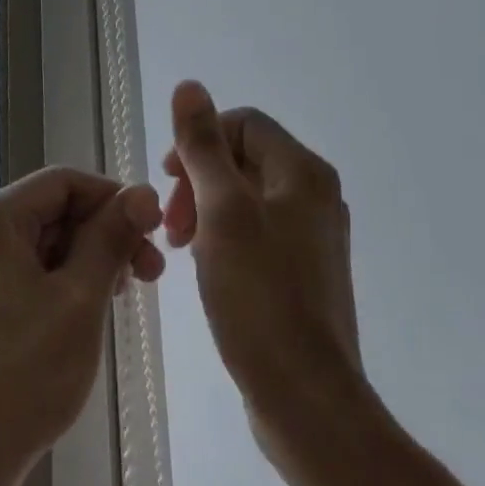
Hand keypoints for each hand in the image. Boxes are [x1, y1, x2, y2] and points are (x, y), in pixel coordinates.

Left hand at [0, 166, 164, 485]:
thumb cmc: (21, 374)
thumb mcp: (79, 299)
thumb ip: (111, 238)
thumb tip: (144, 191)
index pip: (64, 181)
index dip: (113, 198)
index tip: (152, 231)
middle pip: (54, 210)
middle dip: (105, 233)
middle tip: (151, 273)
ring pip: (45, 243)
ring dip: (89, 260)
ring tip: (126, 294)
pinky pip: (29, 272)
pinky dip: (64, 283)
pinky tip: (91, 310)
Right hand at [163, 81, 362, 454]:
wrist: (307, 401)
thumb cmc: (259, 296)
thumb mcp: (221, 211)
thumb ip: (202, 145)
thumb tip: (189, 85)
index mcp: (303, 172)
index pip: (244, 124)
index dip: (201, 141)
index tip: (168, 178)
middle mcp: (315, 195)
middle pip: (245, 159)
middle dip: (199, 179)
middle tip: (171, 221)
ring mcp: (313, 236)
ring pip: (248, 197)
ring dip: (207, 209)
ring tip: (180, 246)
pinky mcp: (305, 272)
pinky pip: (258, 231)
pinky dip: (225, 236)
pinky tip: (206, 267)